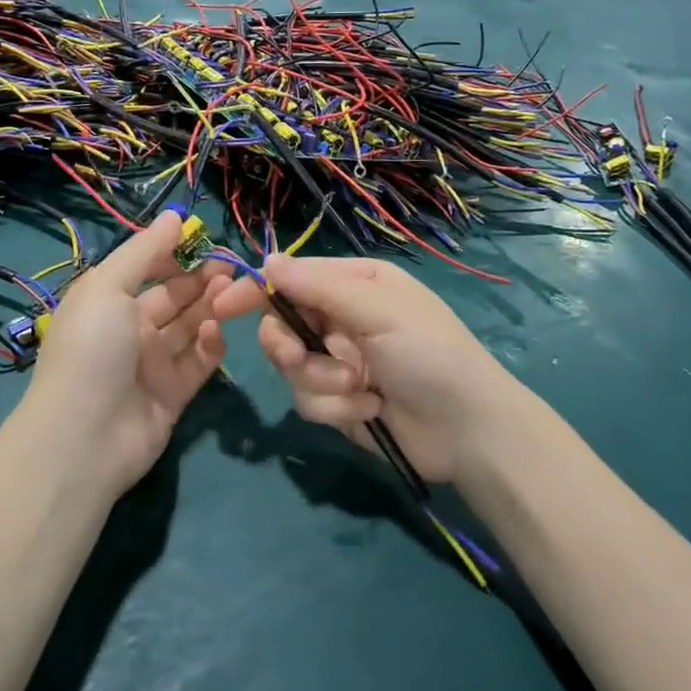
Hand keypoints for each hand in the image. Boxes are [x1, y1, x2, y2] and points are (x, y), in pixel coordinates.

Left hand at [23, 213, 230, 494]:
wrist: (84, 437)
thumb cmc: (92, 348)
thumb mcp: (108, 287)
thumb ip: (145, 252)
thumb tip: (175, 215)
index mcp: (109, 301)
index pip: (148, 269)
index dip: (176, 254)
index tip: (206, 240)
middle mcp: (131, 330)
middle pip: (174, 297)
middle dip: (202, 280)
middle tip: (232, 269)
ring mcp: (153, 364)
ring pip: (190, 327)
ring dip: (211, 308)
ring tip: (234, 294)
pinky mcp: (173, 394)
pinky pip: (198, 363)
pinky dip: (210, 346)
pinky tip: (216, 332)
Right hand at [211, 255, 514, 483]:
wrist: (468, 430)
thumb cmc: (428, 353)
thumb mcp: (377, 310)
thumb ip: (319, 287)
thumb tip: (267, 261)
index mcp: (355, 285)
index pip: (292, 278)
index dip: (256, 290)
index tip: (222, 306)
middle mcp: (343, 319)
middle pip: (283, 325)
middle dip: (288, 345)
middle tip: (297, 356)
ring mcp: (341, 361)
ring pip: (292, 368)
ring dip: (321, 381)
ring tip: (359, 388)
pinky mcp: (341, 402)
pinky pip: (310, 401)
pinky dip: (337, 407)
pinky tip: (371, 410)